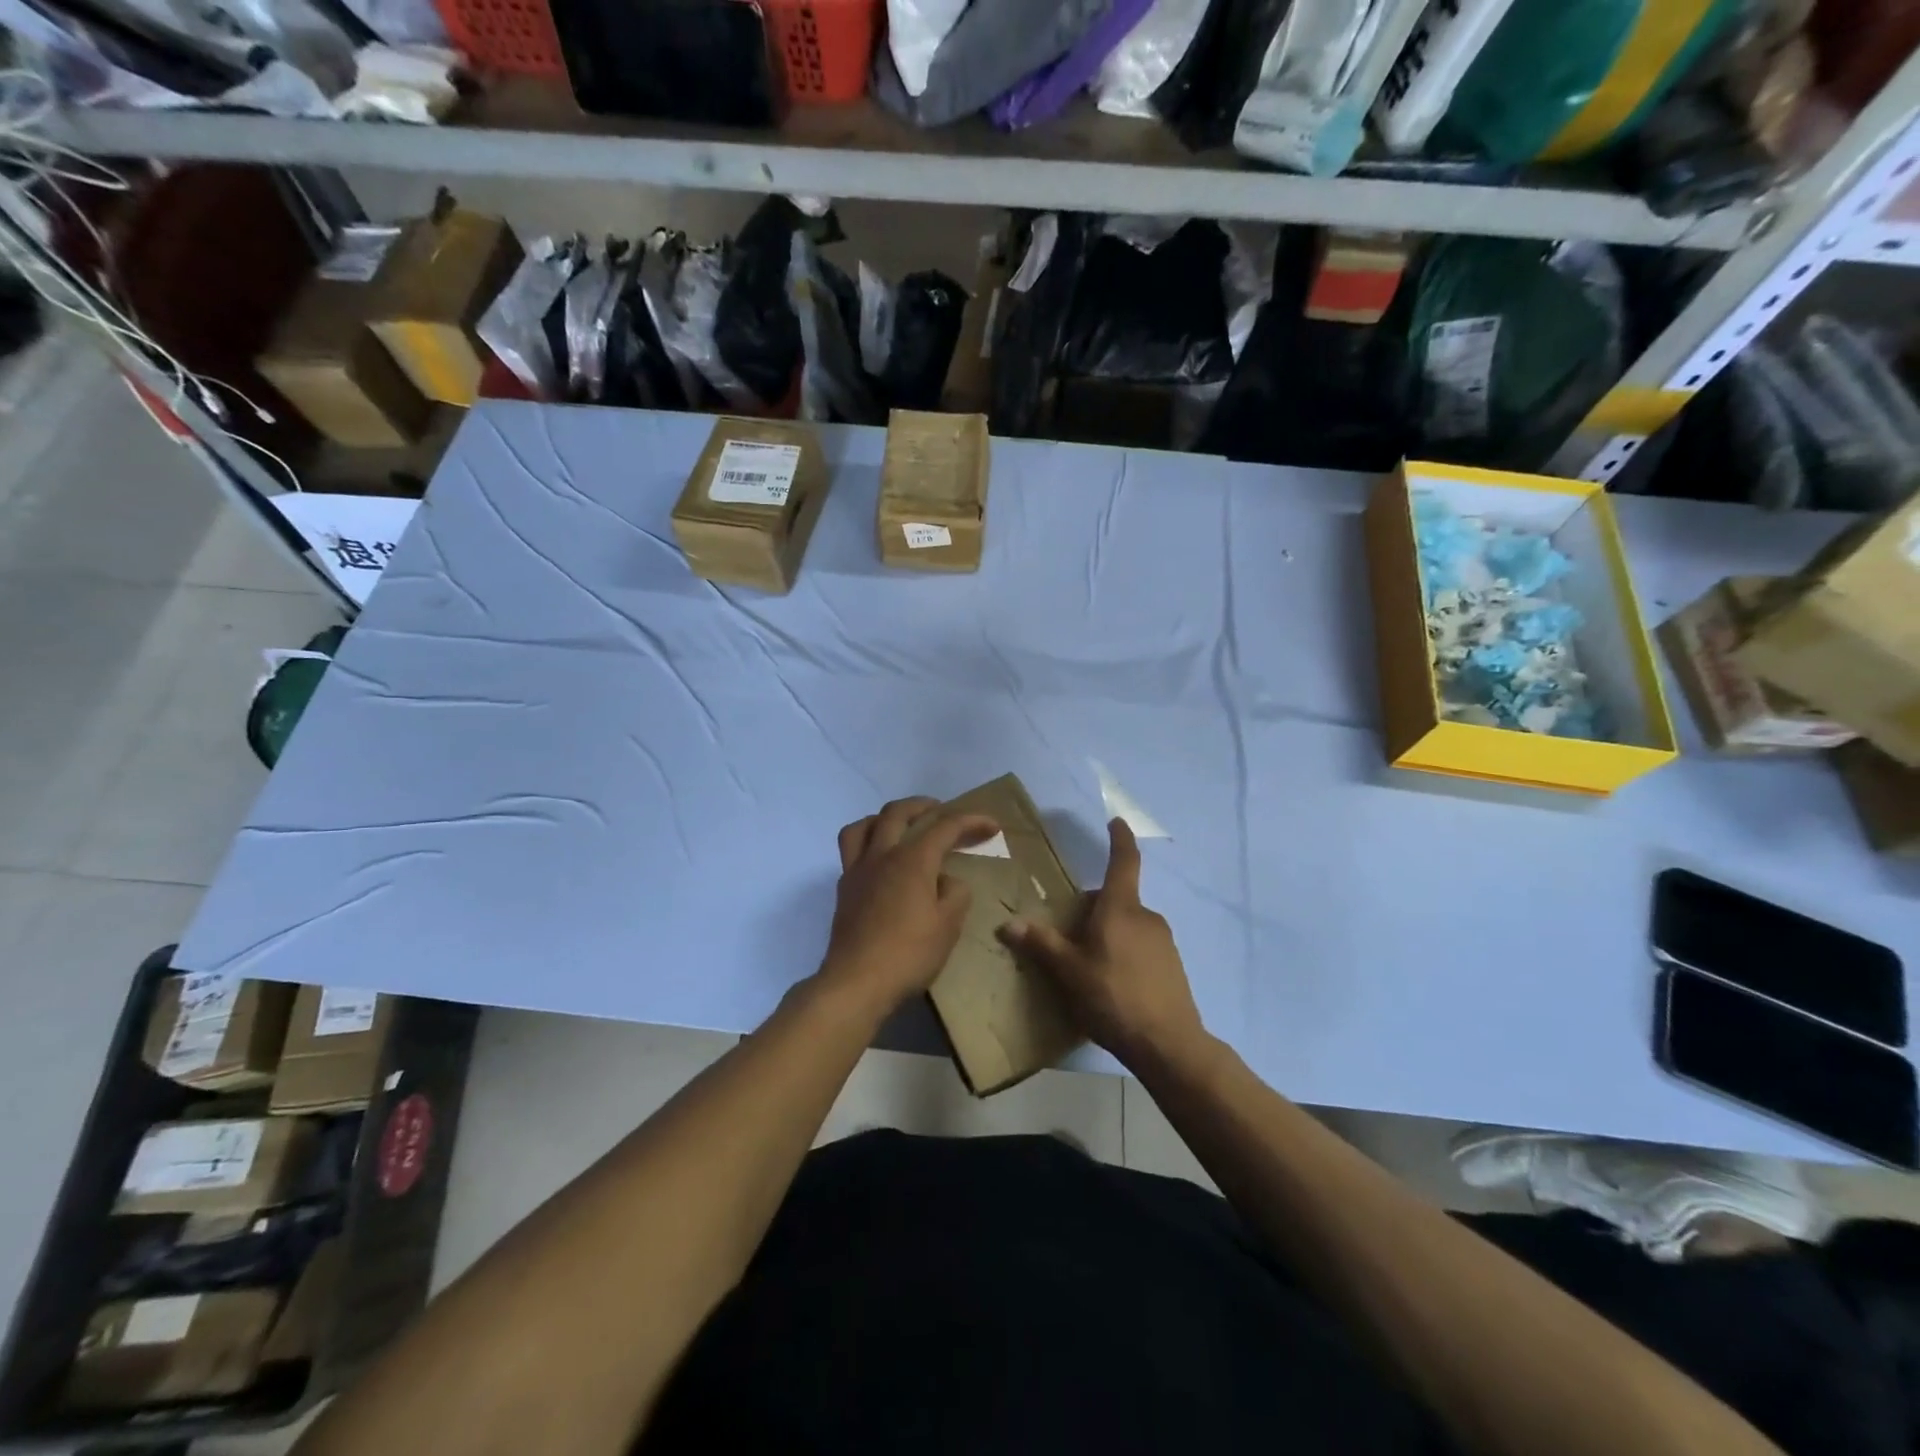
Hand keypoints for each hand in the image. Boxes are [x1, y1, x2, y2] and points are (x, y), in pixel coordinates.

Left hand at [819, 796, 999, 1015]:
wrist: (856, 983)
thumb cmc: (908, 954)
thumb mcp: (948, 926)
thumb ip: (956, 894)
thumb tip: (947, 881)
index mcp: (912, 860)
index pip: (945, 827)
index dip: (971, 821)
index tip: (992, 825)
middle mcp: (882, 855)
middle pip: (898, 812)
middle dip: (924, 805)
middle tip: (942, 810)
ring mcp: (858, 870)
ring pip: (865, 824)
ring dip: (886, 817)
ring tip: (901, 825)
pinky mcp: (844, 889)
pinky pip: (851, 848)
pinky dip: (868, 840)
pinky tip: (880, 860)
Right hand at [999, 818, 1206, 1071]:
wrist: (1168, 1044)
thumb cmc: (1113, 997)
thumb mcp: (1069, 972)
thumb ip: (1041, 945)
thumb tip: (1009, 923)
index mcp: (1121, 908)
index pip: (1123, 861)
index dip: (1119, 839)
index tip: (1116, 821)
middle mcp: (1146, 917)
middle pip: (1116, 900)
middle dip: (1092, 909)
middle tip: (1067, 935)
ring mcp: (1163, 941)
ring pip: (1127, 925)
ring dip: (1107, 934)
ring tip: (1086, 966)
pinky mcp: (1172, 965)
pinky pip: (1140, 947)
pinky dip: (1123, 953)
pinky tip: (1111, 985)